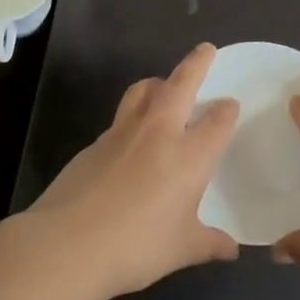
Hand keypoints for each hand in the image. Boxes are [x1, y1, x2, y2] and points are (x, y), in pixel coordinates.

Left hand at [26, 43, 240, 297]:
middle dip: (196, 64)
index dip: (227, 110)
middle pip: (180, 84)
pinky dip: (132, 116)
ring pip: (143, 91)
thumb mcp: (182, 249)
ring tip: (163, 86)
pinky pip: (119, 119)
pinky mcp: (93, 144)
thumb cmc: (136, 246)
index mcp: (190, 155)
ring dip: (158, 82)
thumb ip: (210, 243)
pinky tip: (130, 140)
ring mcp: (122, 134)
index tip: (230, 106)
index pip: (217, 120)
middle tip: (206, 50)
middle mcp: (159, 133)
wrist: (67, 244)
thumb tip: (231, 249)